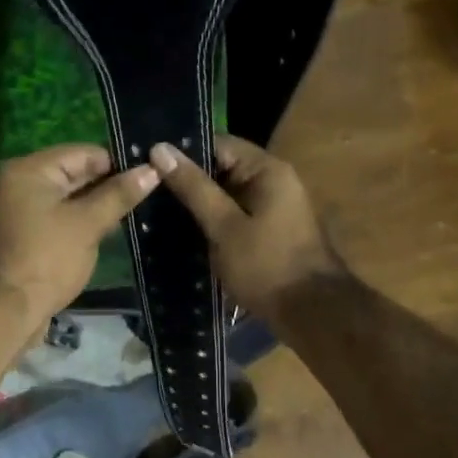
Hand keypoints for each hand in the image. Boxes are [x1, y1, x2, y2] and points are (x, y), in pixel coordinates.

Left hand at [0, 144, 159, 326]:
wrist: (8, 311)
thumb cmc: (48, 260)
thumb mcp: (87, 224)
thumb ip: (119, 195)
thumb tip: (152, 169)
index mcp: (29, 170)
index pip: (82, 153)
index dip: (117, 163)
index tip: (150, 174)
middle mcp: (19, 183)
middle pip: (73, 174)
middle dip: (108, 185)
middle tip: (148, 193)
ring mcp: (19, 210)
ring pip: (68, 198)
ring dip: (96, 205)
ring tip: (136, 210)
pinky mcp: (25, 234)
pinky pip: (58, 217)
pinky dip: (80, 221)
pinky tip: (108, 229)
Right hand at [150, 135, 339, 321]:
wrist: (312, 313)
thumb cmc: (267, 266)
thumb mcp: (224, 226)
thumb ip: (193, 188)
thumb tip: (160, 149)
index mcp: (267, 170)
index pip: (218, 144)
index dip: (183, 152)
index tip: (148, 164)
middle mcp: (273, 181)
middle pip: (222, 169)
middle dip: (187, 181)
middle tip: (145, 190)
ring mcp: (273, 208)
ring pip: (226, 196)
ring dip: (197, 205)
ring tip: (155, 211)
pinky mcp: (268, 232)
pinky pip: (234, 217)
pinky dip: (212, 223)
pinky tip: (182, 234)